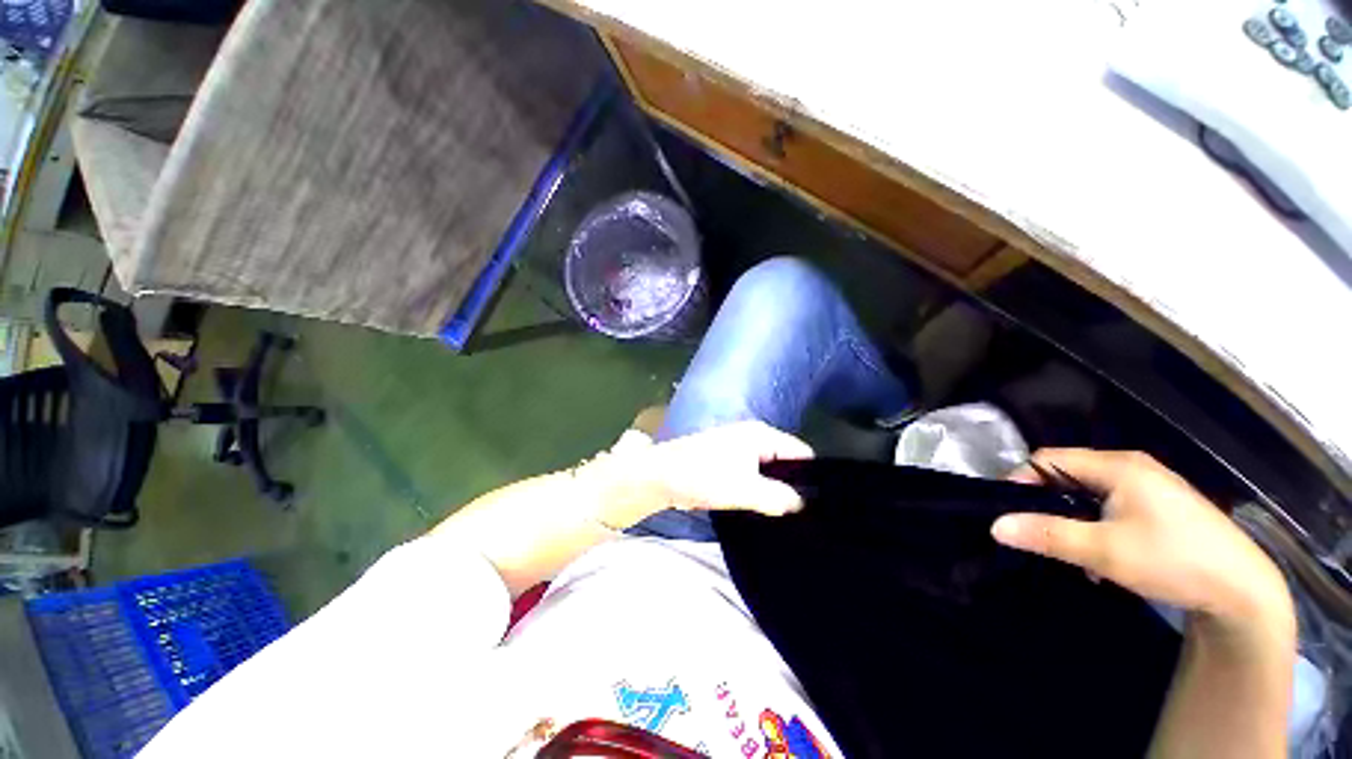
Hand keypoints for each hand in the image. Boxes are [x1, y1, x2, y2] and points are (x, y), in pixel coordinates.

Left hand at [582, 421, 813, 529]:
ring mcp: (738, 447)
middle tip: (807, 514)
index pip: (801, 452)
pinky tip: (763, 507)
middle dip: (794, 484)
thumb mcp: (745, 489)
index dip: (813, 475)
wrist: (662, 476)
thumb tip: (801, 504)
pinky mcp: (727, 460)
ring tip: (788, 514)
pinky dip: (759, 488)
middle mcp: (753, 436)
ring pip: (768, 469)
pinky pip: (753, 474)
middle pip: (786, 460)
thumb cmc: (704, 477)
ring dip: (775, 488)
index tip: (823, 503)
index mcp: (762, 435)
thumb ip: (779, 497)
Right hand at [991, 449, 1292, 632]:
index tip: (1007, 509)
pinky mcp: (1161, 506)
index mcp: (1117, 466)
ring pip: (1089, 491)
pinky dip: (1095, 523)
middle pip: (1068, 473)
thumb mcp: (1105, 552)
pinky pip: (1111, 504)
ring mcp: (1150, 485)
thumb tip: (995, 525)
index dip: (1021, 480)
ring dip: (1071, 515)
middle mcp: (1132, 467)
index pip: (1048, 459)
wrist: (1243, 591)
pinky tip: (1102, 554)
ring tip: (1068, 547)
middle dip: (1046, 500)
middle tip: (1035, 530)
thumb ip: (1047, 534)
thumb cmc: (1173, 561)